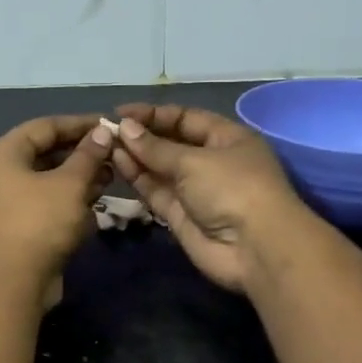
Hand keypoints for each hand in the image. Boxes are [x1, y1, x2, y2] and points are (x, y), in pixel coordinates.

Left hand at [0, 114, 113, 294]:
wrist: (13, 282)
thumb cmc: (40, 221)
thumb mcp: (70, 184)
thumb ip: (88, 155)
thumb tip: (103, 132)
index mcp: (4, 153)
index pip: (45, 126)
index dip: (79, 124)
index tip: (109, 125)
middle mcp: (0, 172)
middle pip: (45, 152)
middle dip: (81, 152)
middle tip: (113, 152)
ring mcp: (7, 200)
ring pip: (48, 178)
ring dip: (78, 176)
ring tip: (111, 174)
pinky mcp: (18, 225)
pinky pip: (46, 201)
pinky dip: (69, 197)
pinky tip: (96, 200)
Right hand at [109, 103, 309, 291]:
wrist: (255, 249)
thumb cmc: (232, 188)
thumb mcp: (193, 160)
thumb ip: (155, 147)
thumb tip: (124, 127)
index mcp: (227, 138)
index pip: (186, 118)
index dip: (154, 114)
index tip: (121, 112)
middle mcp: (212, 161)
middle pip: (171, 143)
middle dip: (142, 136)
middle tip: (108, 130)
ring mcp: (196, 190)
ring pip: (160, 168)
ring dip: (136, 156)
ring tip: (105, 144)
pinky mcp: (181, 215)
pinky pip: (157, 191)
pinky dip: (138, 178)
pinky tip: (117, 162)